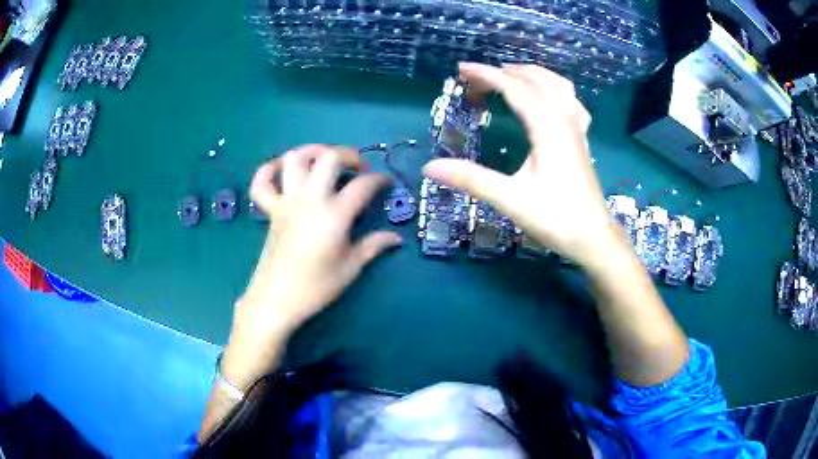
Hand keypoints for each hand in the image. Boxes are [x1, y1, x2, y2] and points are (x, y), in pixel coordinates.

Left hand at [223, 145, 401, 387]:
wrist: (276, 300)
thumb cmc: (315, 287)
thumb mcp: (350, 268)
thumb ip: (373, 246)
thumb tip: (396, 238)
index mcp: (334, 214)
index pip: (363, 185)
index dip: (380, 180)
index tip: (388, 183)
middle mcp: (309, 199)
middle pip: (329, 158)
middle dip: (349, 155)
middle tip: (358, 168)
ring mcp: (286, 202)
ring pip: (294, 159)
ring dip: (312, 151)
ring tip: (325, 160)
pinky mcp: (271, 210)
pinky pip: (262, 182)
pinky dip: (270, 169)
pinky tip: (283, 170)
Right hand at [423, 63, 618, 264]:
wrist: (594, 237)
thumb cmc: (556, 218)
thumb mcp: (510, 199)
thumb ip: (470, 179)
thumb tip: (429, 168)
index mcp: (547, 127)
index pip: (514, 88)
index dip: (486, 75)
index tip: (461, 70)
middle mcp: (564, 119)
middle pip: (535, 80)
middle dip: (504, 72)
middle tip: (476, 78)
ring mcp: (577, 128)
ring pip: (558, 85)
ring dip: (532, 73)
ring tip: (509, 74)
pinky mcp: (582, 139)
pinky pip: (571, 100)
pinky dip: (555, 88)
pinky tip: (547, 96)